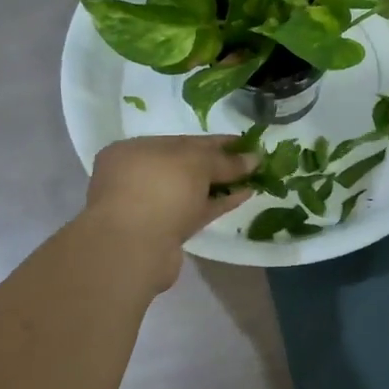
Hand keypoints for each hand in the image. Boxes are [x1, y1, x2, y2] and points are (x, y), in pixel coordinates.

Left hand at [81, 135, 259, 287]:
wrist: (134, 247)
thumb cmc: (159, 188)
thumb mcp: (196, 162)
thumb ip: (225, 159)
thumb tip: (254, 158)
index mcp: (134, 150)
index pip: (181, 141)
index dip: (215, 142)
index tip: (244, 142)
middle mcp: (136, 176)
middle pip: (185, 166)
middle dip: (218, 164)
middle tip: (251, 162)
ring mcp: (148, 206)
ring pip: (191, 191)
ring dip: (221, 185)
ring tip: (253, 179)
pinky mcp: (163, 232)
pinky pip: (195, 212)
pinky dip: (217, 203)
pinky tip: (243, 196)